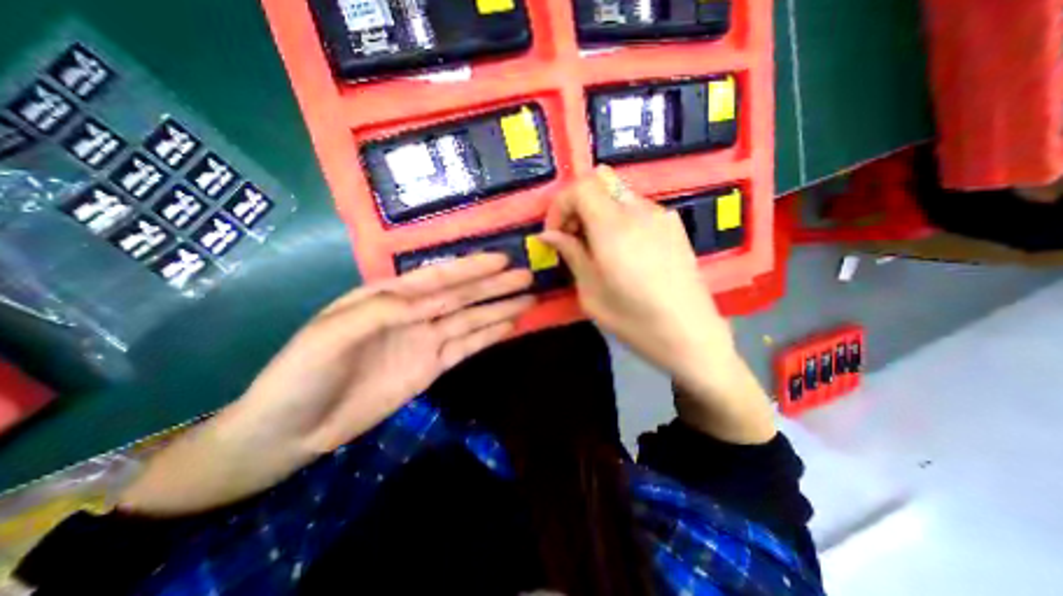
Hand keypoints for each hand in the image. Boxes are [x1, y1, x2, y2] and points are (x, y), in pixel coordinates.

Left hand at [117, 254, 530, 514]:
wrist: (292, 429)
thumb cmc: (302, 373)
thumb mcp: (333, 333)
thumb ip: (384, 311)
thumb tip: (431, 300)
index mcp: (388, 298)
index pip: (438, 278)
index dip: (470, 268)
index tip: (502, 259)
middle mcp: (414, 314)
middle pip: (462, 296)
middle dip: (494, 285)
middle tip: (527, 276)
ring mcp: (426, 341)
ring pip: (470, 319)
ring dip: (499, 309)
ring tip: (528, 299)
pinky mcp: (432, 367)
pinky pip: (466, 347)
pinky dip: (488, 336)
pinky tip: (509, 326)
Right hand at [543, 167, 777, 441]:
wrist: (692, 336)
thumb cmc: (635, 321)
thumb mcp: (591, 292)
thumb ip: (571, 255)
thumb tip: (549, 235)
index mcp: (614, 227)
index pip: (581, 186)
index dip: (560, 204)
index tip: (556, 233)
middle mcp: (640, 211)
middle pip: (600, 183)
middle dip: (578, 205)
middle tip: (573, 239)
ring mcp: (662, 216)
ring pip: (618, 194)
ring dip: (599, 213)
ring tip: (597, 248)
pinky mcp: (674, 226)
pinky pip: (637, 208)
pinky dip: (619, 219)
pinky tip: (623, 251)